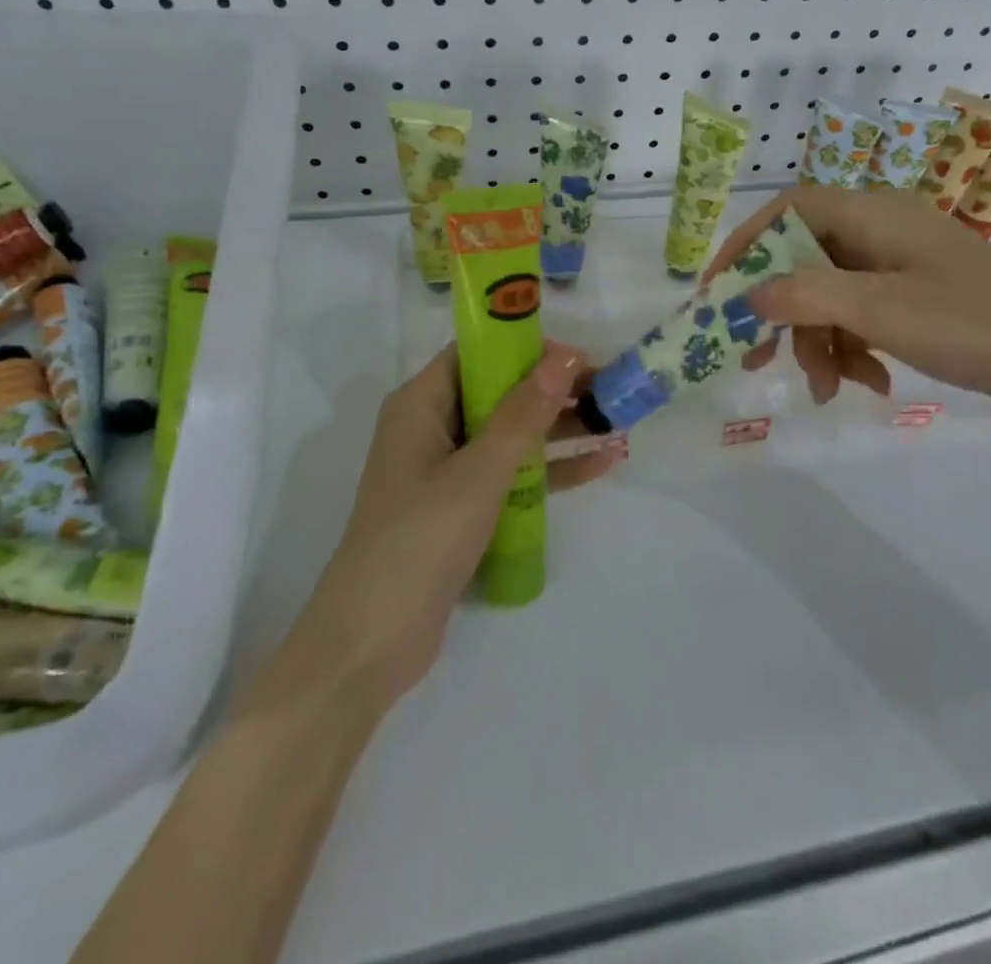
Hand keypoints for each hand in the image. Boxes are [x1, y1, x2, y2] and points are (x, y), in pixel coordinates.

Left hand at [298, 343, 618, 710]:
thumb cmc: (419, 540)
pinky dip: (551, 470)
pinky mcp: (463, 508)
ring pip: (512, 434)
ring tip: (617, 422)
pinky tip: (601, 464)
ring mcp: (448, 470)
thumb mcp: (478, 472)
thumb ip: (523, 414)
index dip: (526, 347)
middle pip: (500, 392)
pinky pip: (513, 475)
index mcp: (421, 404)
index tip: (579, 356)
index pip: (477, 354)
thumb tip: (564, 358)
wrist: (372, 642)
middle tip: (610, 388)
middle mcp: (432, 428)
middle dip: (553, 389)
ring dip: (560, 429)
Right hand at [706, 186, 990, 431]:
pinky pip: (866, 316)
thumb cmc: (981, 324)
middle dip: (783, 310)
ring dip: (820, 340)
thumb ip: (808, 296)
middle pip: (805, 259)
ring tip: (831, 388)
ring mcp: (905, 266)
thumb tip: (747, 294)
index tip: (717, 296)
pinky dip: (856, 348)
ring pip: (833, 294)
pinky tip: (869, 384)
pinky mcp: (925, 299)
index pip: (787, 212)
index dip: (745, 248)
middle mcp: (884, 230)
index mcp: (873, 214)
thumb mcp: (883, 310)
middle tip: (760, 358)